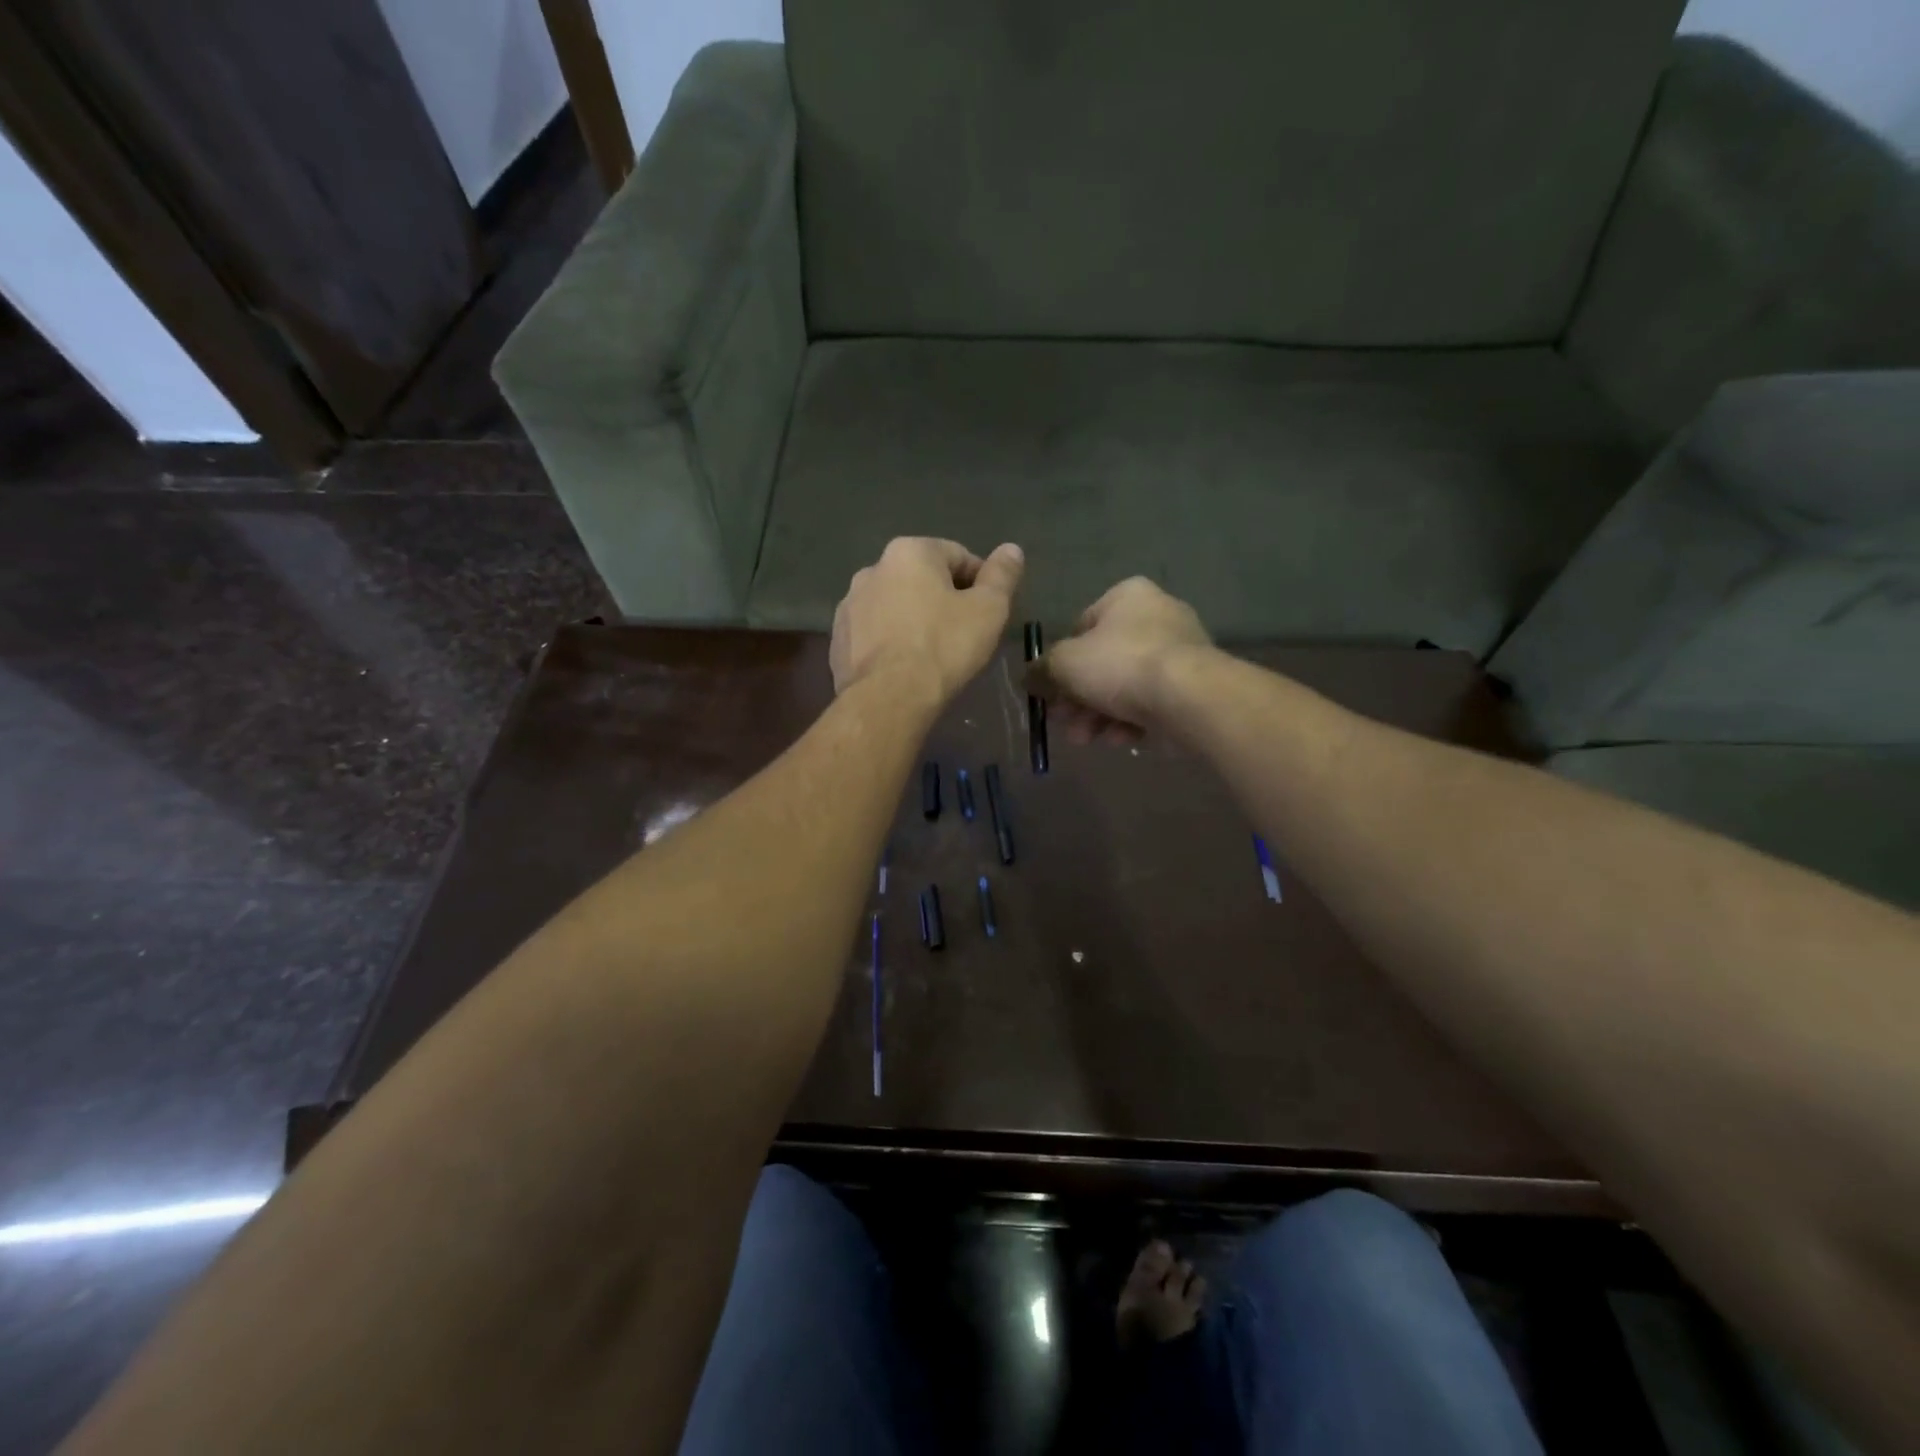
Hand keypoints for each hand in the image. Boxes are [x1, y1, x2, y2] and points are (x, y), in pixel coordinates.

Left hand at [831, 538, 1024, 703]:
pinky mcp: (837, 640)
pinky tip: (904, 668)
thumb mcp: (988, 610)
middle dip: (943, 600)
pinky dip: (890, 642)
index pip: (958, 556)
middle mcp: (872, 569)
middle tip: (963, 634)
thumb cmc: (944, 647)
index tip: (989, 613)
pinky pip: (874, 634)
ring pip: (894, 606)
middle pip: (921, 579)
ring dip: (914, 620)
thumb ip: (1002, 575)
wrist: (888, 698)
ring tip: (932, 654)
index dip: (980, 583)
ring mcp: (849, 605)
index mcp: (910, 552)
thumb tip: (1011, 549)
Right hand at [1029, 577, 1211, 744]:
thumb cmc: (1120, 664)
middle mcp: (1157, 615)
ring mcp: (1180, 651)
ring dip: (1099, 715)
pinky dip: (1132, 721)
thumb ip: (1042, 670)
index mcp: (1127, 596)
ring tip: (1086, 739)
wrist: (1188, 696)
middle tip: (1064, 723)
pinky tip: (1122, 740)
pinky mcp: (1195, 686)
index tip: (1050, 692)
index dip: (1060, 662)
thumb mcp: (1064, 664)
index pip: (1081, 627)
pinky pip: (1152, 702)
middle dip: (1078, 698)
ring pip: (1125, 686)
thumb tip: (1030, 679)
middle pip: (1102, 661)